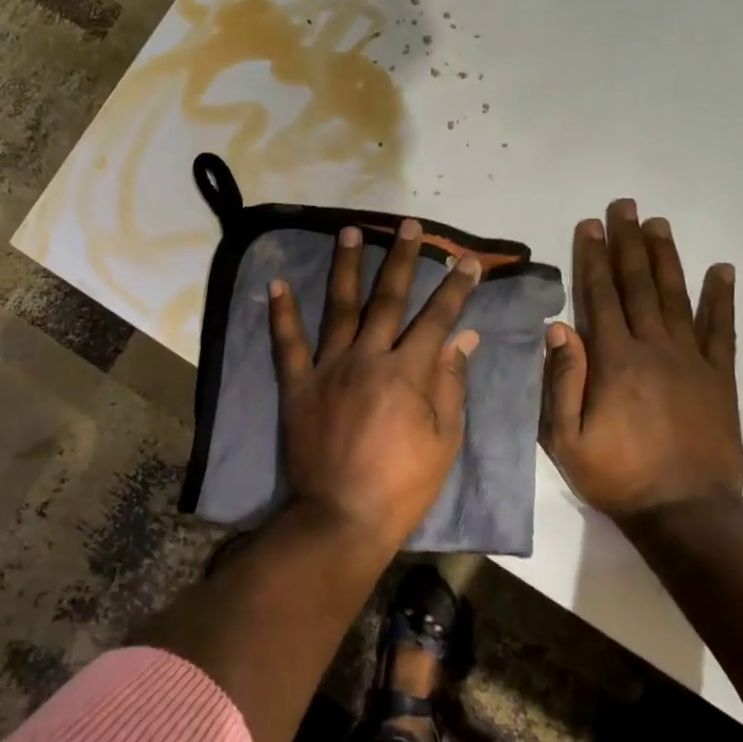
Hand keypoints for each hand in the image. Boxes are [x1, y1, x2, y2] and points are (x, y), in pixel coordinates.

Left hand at [270, 219, 482, 550]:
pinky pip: (288, 343)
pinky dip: (281, 313)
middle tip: (408, 225)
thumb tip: (463, 337)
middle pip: (388, 298)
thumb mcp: (444, 440)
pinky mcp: (298, 385)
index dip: (455, 287)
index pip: (438, 318)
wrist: (341, 516)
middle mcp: (368, 356)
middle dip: (402, 259)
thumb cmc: (402, 484)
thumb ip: (451, 383)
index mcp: (408, 371)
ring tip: (349, 231)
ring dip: (345, 266)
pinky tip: (276, 283)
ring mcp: (329, 367)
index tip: (466, 260)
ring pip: (339, 307)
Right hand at [541, 200, 741, 521]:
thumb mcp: (566, 438)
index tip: (589, 225)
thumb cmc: (617, 475)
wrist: (686, 511)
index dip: (593, 258)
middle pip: (638, 285)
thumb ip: (561, 380)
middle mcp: (654, 348)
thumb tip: (558, 327)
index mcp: (614, 360)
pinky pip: (722, 330)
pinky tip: (722, 270)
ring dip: (665, 258)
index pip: (600, 296)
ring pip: (676, 297)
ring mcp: (692, 360)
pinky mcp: (720, 377)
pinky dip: (722, 298)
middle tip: (625, 206)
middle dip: (628, 243)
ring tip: (659, 224)